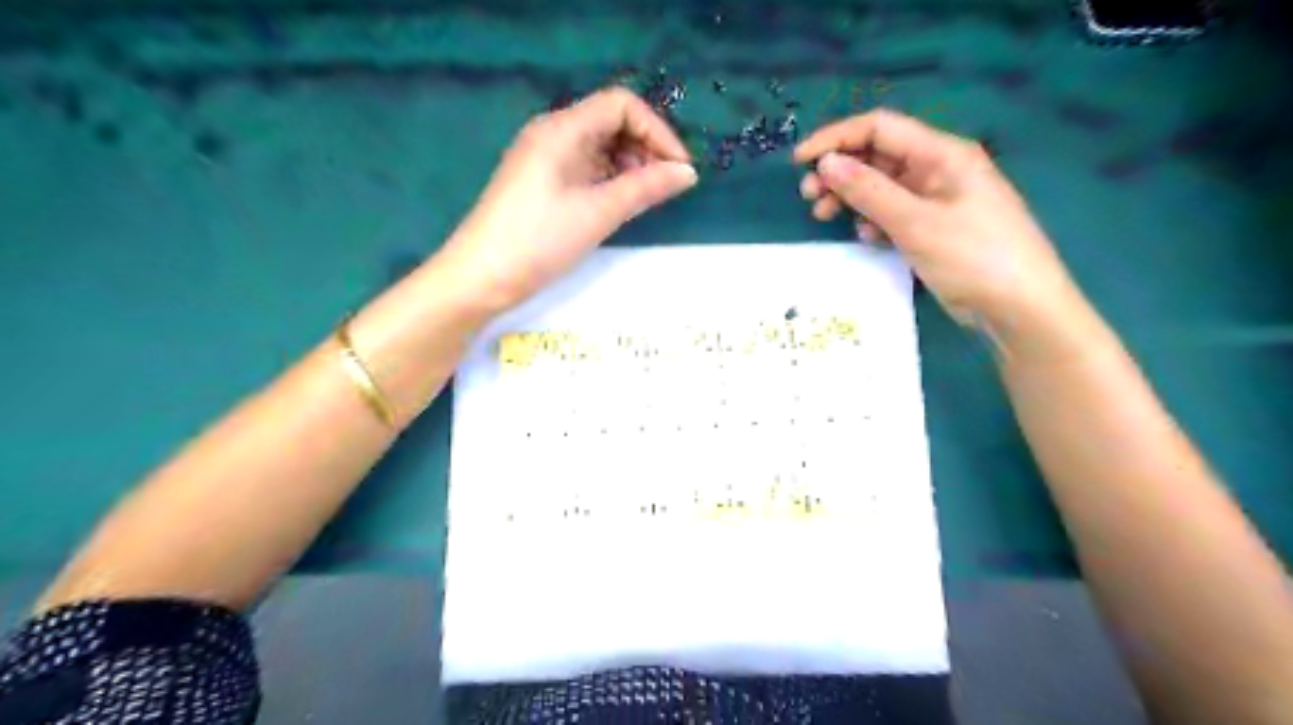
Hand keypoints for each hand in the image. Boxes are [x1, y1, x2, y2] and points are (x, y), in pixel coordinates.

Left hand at [434, 84, 698, 311]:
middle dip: (645, 148)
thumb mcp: (598, 212)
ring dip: (630, 165)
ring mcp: (545, 158)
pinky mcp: (542, 181)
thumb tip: (688, 173)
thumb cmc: (540, 240)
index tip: (679, 168)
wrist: (481, 276)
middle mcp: (553, 133)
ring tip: (646, 198)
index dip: (656, 130)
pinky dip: (610, 179)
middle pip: (611, 122)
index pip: (621, 105)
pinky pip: (585, 167)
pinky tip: (621, 203)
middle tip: (666, 186)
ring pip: (600, 147)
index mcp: (562, 128)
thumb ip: (646, 188)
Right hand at [799, 107, 1083, 330]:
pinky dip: (873, 221)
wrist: (1019, 308)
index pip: (879, 128)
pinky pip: (893, 214)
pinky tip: (867, 239)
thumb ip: (869, 191)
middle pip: (878, 157)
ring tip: (824, 217)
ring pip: (882, 188)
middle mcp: (938, 170)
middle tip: (809, 197)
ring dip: (851, 198)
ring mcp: (936, 201)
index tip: (800, 161)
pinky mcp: (933, 229)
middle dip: (840, 172)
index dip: (836, 138)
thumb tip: (826, 163)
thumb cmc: (973, 257)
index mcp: (941, 154)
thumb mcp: (915, 222)